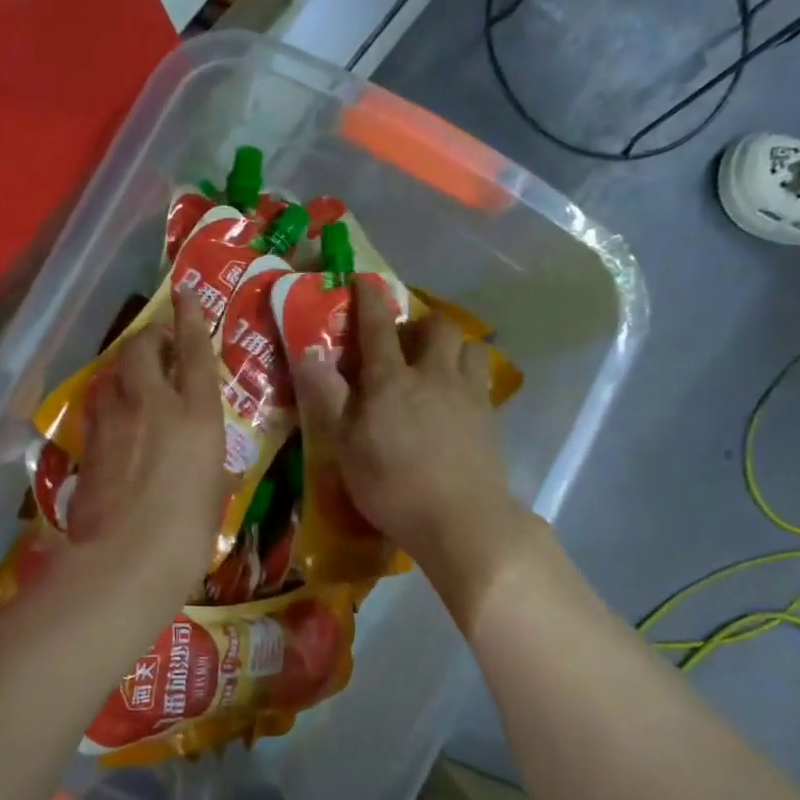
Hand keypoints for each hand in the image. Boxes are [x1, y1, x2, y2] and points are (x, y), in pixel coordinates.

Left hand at [64, 293, 226, 601]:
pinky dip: (106, 400)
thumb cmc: (187, 536)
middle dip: (149, 335)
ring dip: (123, 366)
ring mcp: (114, 421)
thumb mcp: (214, 500)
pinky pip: (97, 406)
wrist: (123, 561)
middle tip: (156, 339)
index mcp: (197, 416)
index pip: (194, 353)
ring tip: (132, 373)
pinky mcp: (87, 444)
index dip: (190, 319)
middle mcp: (153, 405)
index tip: (185, 294)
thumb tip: (217, 471)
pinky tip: (111, 412)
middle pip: (143, 349)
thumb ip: (214, 474)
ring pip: (113, 373)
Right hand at [291, 277, 521, 580]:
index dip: (369, 301)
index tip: (364, 280)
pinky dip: (468, 377)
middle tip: (405, 339)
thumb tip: (309, 352)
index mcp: (391, 381)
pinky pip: (482, 381)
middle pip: (437, 327)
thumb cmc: (392, 485)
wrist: (462, 519)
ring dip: (452, 347)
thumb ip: (328, 396)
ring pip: (469, 348)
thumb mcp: (345, 445)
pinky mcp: (491, 420)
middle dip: (421, 322)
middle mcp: (433, 376)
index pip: (378, 328)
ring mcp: (468, 396)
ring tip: (438, 365)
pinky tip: (459, 400)